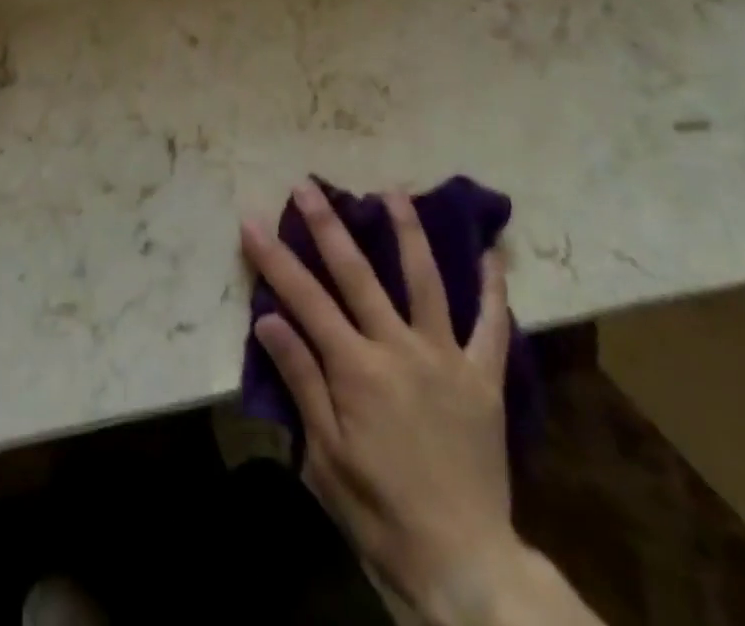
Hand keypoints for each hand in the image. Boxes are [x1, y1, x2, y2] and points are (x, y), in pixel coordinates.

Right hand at [242, 182, 567, 625]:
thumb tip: (268, 318)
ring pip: (425, 280)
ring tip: (394, 192)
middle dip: (328, 225)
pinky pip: (493, 325)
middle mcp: (400, 347)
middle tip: (309, 184)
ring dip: (408, 232)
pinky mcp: (485, 377)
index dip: (274, 258)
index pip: (304, 299)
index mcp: (357, 368)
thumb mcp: (325, 454)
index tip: (251, 221)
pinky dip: (493, 287)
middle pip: (358, 273)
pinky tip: (490, 252)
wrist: (463, 560)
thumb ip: (301, 379)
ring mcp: (446, 357)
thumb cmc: (380, 508)